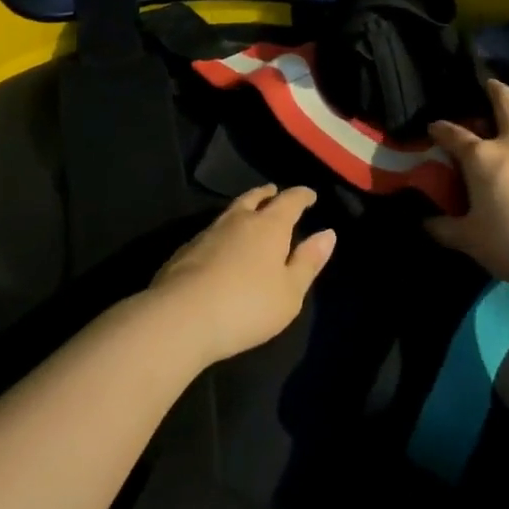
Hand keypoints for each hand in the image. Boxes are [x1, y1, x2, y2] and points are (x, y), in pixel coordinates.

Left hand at [149, 186, 335, 365]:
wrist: (181, 317)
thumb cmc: (246, 306)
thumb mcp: (289, 292)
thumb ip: (308, 261)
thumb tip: (328, 233)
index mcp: (269, 226)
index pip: (290, 201)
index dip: (302, 196)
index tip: (310, 195)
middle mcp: (239, 220)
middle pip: (255, 198)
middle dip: (268, 194)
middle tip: (274, 191)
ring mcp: (208, 232)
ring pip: (231, 211)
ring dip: (244, 207)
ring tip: (250, 211)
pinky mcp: (186, 249)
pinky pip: (212, 229)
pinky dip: (224, 229)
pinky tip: (221, 242)